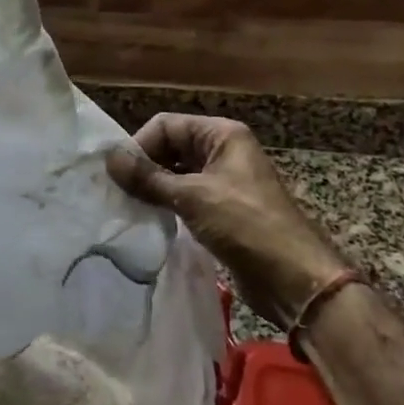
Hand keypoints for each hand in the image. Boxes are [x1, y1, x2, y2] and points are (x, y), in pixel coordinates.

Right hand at [109, 114, 348, 327]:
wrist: (294, 279)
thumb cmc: (246, 225)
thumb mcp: (193, 197)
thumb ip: (148, 178)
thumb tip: (109, 159)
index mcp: (222, 134)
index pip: (167, 125)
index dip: (141, 145)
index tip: (118, 175)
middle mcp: (222, 151)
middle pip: (171, 148)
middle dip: (144, 167)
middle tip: (117, 193)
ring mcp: (223, 182)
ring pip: (176, 175)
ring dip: (153, 189)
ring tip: (127, 208)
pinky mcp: (221, 211)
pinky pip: (185, 199)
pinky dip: (166, 206)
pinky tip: (148, 221)